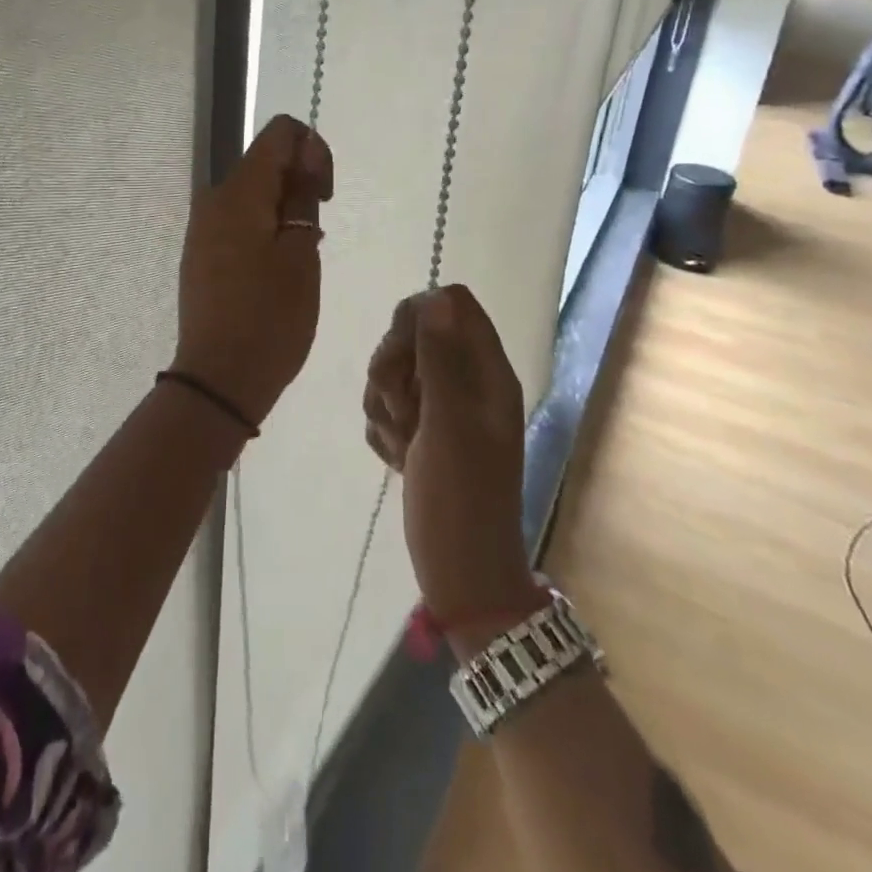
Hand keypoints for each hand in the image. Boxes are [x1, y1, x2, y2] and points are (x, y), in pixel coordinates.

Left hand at [171, 115, 333, 425]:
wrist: (219, 379)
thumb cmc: (270, 317)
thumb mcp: (301, 255)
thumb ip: (303, 197)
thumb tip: (304, 159)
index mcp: (238, 191)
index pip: (279, 133)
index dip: (313, 150)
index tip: (324, 195)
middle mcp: (213, 198)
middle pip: (265, 162)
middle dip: (299, 183)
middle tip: (316, 235)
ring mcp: (202, 226)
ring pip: (253, 193)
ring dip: (284, 210)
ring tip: (300, 258)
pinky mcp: (201, 252)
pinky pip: (239, 220)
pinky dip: (265, 228)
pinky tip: (277, 268)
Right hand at [364, 285, 538, 622]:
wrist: (460, 573)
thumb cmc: (461, 500)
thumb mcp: (449, 426)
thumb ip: (441, 360)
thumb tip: (436, 298)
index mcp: (487, 372)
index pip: (451, 304)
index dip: (417, 318)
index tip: (402, 357)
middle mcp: (467, 382)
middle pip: (414, 333)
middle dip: (392, 367)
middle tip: (402, 411)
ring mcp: (442, 407)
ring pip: (393, 370)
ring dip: (385, 404)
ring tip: (404, 445)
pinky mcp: (420, 430)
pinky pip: (385, 406)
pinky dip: (384, 429)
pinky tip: (398, 459)